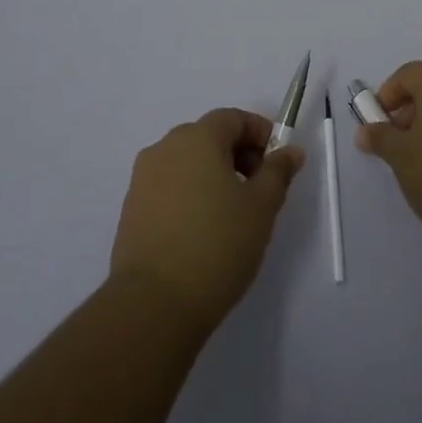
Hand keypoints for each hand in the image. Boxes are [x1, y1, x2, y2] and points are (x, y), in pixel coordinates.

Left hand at [109, 108, 304, 335]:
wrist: (153, 304)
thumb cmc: (217, 245)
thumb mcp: (262, 207)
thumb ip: (278, 172)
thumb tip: (290, 151)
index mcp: (197, 138)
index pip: (233, 118)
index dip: (260, 134)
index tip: (277, 163)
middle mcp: (165, 148)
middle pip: (208, 136)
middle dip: (238, 154)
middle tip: (259, 190)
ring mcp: (143, 178)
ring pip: (187, 163)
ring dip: (213, 175)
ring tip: (232, 214)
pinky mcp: (131, 209)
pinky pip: (169, 187)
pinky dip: (190, 195)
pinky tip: (202, 231)